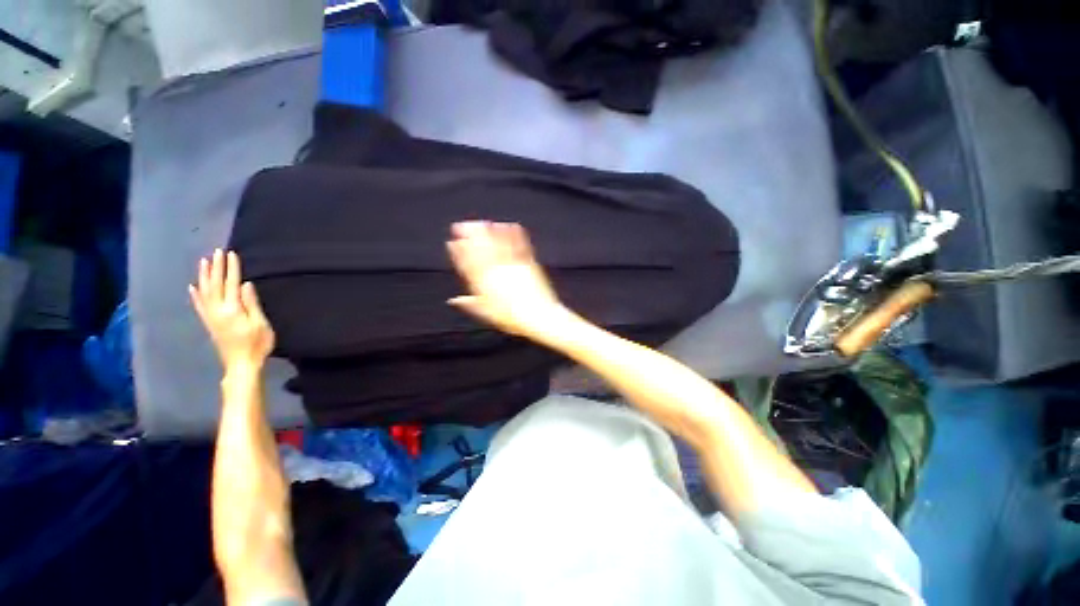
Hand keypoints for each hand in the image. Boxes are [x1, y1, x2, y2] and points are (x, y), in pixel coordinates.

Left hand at [190, 249, 274, 372]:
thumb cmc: (256, 344)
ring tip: (204, 262)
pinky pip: (199, 305)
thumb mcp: (260, 324)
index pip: (231, 284)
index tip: (232, 254)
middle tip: (217, 252)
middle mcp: (217, 310)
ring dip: (204, 276)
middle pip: (216, 285)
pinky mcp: (209, 323)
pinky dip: (195, 295)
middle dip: (217, 267)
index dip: (232, 268)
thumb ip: (252, 304)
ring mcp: (211, 316)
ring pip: (204, 292)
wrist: (241, 364)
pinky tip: (193, 287)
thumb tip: (245, 285)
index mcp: (231, 309)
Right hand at [446, 221, 566, 337]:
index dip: (458, 252)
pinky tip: (511, 226)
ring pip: (498, 244)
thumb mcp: (487, 314)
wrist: (538, 316)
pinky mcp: (528, 263)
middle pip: (481, 249)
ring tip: (483, 223)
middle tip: (462, 225)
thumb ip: (469, 304)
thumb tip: (454, 300)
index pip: (467, 264)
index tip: (452, 243)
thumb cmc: (512, 318)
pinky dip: (514, 234)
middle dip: (470, 235)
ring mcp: (513, 265)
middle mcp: (497, 271)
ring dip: (489, 231)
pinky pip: (519, 245)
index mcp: (485, 284)